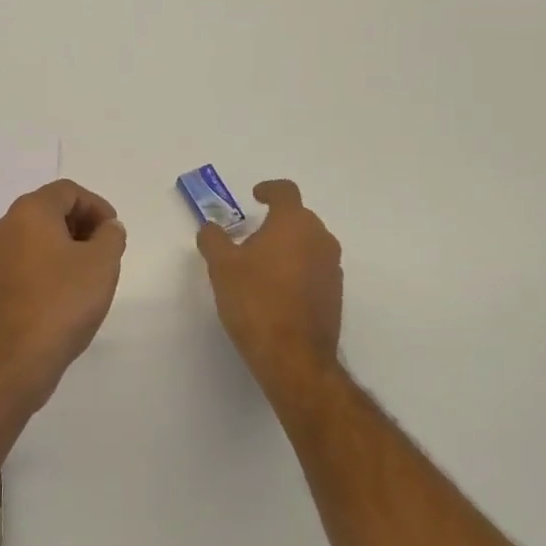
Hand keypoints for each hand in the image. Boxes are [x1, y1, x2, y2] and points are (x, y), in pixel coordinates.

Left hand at [0, 179, 126, 405]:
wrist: (14, 359)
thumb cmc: (62, 302)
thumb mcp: (102, 263)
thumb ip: (111, 236)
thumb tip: (107, 228)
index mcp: (29, 212)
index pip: (67, 191)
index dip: (97, 206)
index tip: (114, 232)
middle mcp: (5, 226)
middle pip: (49, 210)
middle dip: (81, 224)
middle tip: (105, 250)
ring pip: (35, 236)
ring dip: (65, 245)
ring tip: (89, 273)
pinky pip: (25, 259)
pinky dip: (48, 264)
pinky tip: (66, 292)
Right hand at [197, 180, 342, 388]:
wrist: (293, 356)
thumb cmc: (255, 301)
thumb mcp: (222, 266)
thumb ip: (214, 239)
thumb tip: (211, 227)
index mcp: (294, 223)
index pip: (285, 191)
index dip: (269, 189)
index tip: (255, 197)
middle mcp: (320, 238)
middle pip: (298, 218)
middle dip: (275, 223)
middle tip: (248, 239)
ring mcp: (332, 267)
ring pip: (308, 244)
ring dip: (286, 247)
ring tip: (260, 267)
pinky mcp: (335, 294)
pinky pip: (314, 269)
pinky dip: (296, 270)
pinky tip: (275, 291)